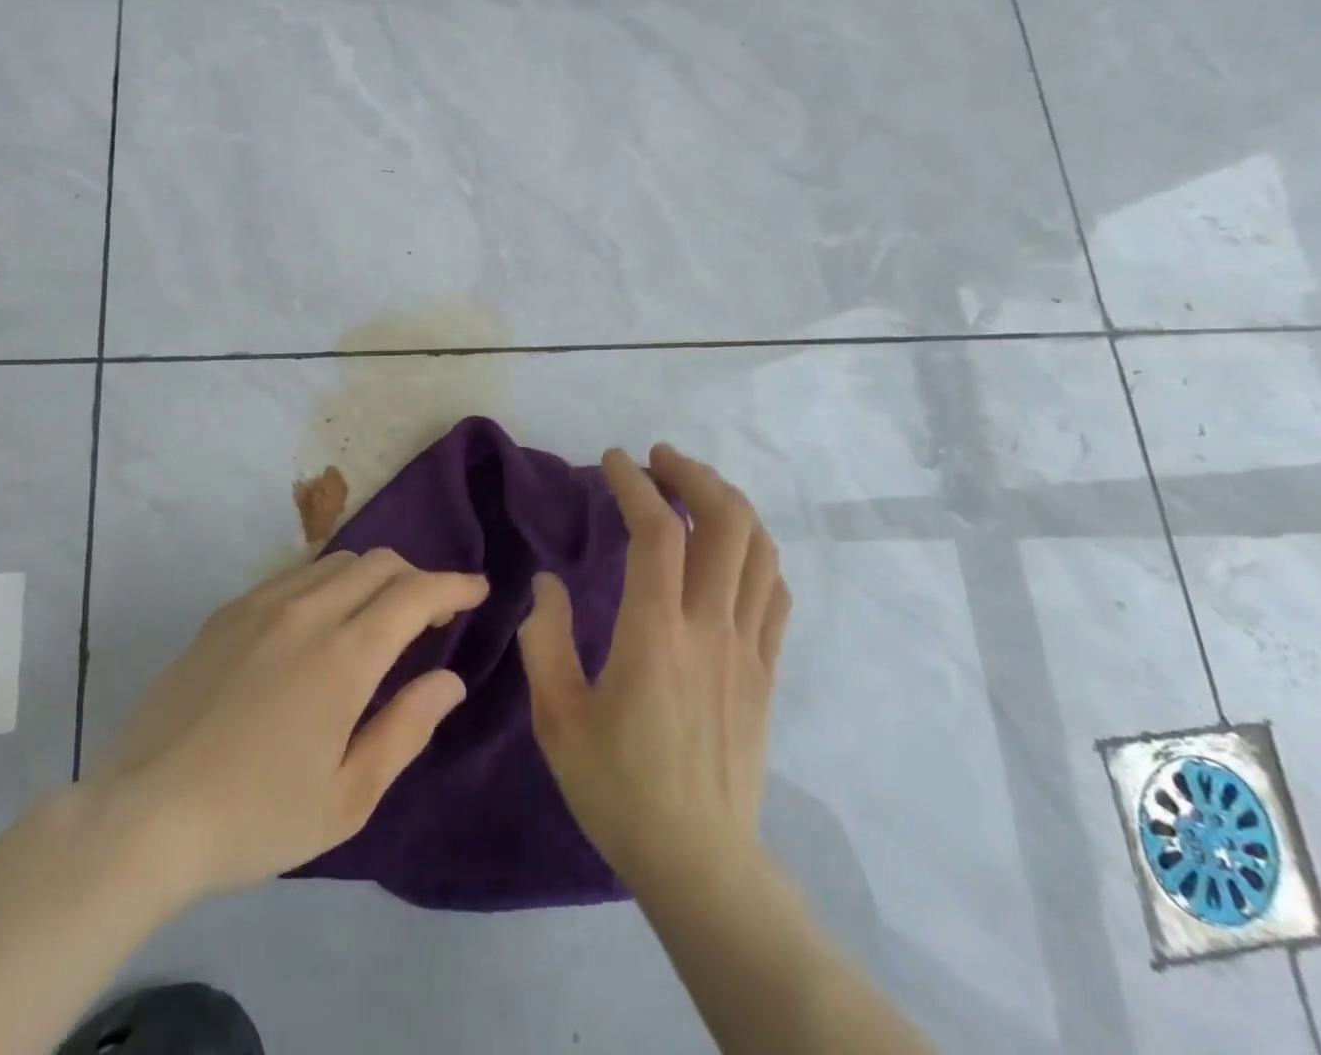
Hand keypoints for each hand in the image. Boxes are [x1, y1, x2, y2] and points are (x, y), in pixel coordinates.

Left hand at [89, 549, 487, 907]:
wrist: (145, 814)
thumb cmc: (256, 817)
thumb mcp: (347, 798)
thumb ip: (406, 729)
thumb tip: (450, 680)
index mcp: (343, 656)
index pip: (416, 593)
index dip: (454, 585)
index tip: (478, 590)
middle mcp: (307, 612)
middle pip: (380, 563)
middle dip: (417, 578)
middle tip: (431, 616)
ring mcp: (262, 604)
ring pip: (337, 561)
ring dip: (373, 577)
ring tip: (378, 616)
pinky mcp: (228, 611)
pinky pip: (295, 574)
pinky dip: (328, 582)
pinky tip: (320, 622)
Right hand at [518, 444, 790, 896]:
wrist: (698, 860)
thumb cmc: (617, 787)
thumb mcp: (556, 716)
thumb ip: (545, 638)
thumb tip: (547, 583)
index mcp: (655, 634)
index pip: (657, 533)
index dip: (636, 484)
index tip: (614, 460)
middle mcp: (710, 627)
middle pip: (725, 523)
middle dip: (694, 475)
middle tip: (660, 460)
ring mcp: (748, 647)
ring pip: (759, 549)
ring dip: (729, 503)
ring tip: (695, 489)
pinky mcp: (767, 670)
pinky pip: (775, 591)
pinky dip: (756, 551)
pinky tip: (730, 548)